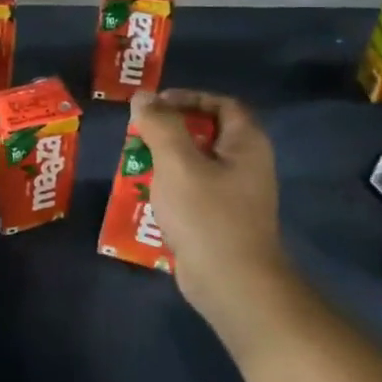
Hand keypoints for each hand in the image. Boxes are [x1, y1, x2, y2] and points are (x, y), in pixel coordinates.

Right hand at [129, 89, 295, 336]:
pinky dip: (169, 189)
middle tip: (139, 136)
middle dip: (170, 131)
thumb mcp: (177, 163)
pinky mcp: (220, 221)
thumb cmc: (207, 216)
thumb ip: (160, 125)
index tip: (156, 106)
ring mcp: (235, 196)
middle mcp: (246, 165)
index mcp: (246, 144)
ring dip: (165, 161)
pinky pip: (193, 193)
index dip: (189, 98)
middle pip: (206, 133)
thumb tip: (143, 97)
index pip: (222, 104)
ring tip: (135, 166)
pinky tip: (146, 198)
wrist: (232, 284)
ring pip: (196, 165)